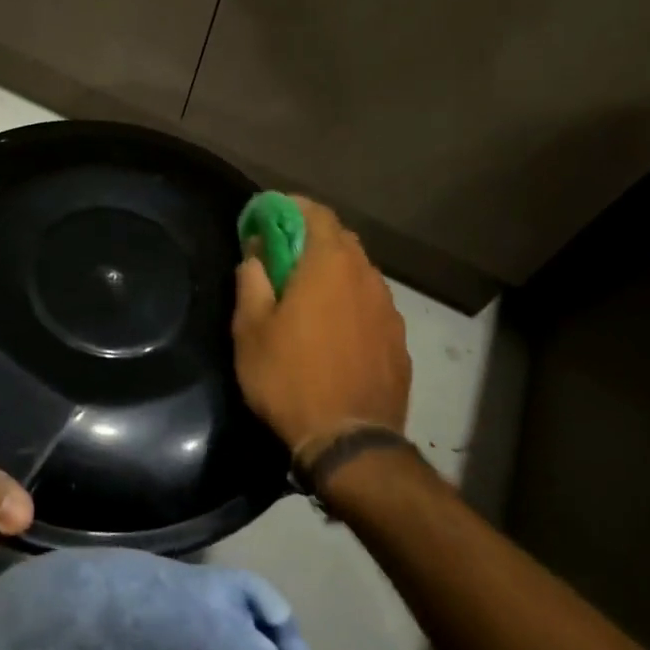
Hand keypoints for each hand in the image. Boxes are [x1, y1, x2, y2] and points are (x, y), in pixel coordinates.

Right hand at [232, 196, 411, 460]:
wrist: (349, 442)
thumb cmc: (289, 379)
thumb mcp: (251, 330)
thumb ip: (252, 282)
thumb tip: (256, 255)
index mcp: (329, 265)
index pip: (316, 212)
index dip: (290, 207)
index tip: (268, 216)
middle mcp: (366, 276)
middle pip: (341, 239)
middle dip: (310, 238)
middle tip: (283, 257)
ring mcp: (388, 309)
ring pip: (359, 272)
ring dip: (333, 271)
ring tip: (308, 295)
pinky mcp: (398, 339)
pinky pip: (371, 304)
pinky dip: (351, 302)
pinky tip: (334, 329)